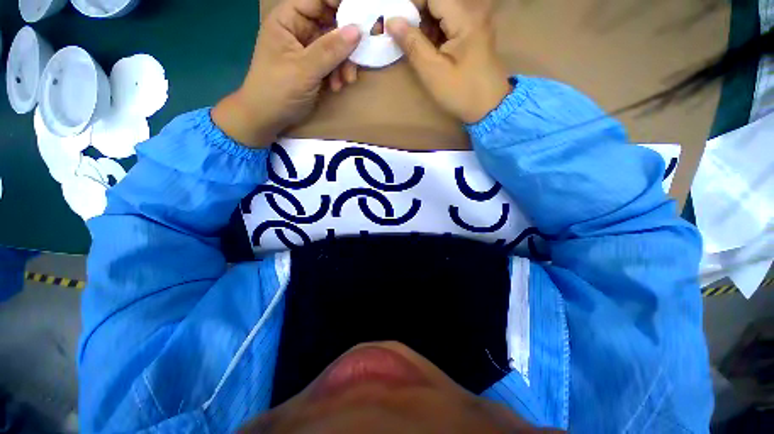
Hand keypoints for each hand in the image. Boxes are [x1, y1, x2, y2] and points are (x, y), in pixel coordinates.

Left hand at [213, 0, 361, 146]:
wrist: (268, 118)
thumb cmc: (278, 90)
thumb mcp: (304, 69)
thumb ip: (330, 50)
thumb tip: (357, 30)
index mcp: (288, 19)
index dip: (339, 4)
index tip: (360, 16)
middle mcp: (299, 29)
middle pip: (330, 23)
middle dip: (345, 42)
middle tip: (359, 56)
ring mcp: (307, 49)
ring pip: (335, 46)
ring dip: (344, 63)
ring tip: (346, 81)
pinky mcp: (314, 67)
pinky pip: (333, 63)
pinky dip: (338, 74)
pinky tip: (337, 86)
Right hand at [386, 0, 510, 123]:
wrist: (489, 107)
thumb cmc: (461, 92)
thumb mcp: (433, 71)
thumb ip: (413, 44)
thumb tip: (392, 21)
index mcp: (464, 17)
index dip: (411, 4)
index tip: (396, 21)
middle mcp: (471, 12)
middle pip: (437, 1)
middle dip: (416, 14)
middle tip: (402, 35)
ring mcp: (473, 22)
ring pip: (441, 12)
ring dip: (424, 24)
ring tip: (413, 45)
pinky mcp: (472, 33)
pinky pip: (448, 23)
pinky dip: (433, 32)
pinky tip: (426, 49)